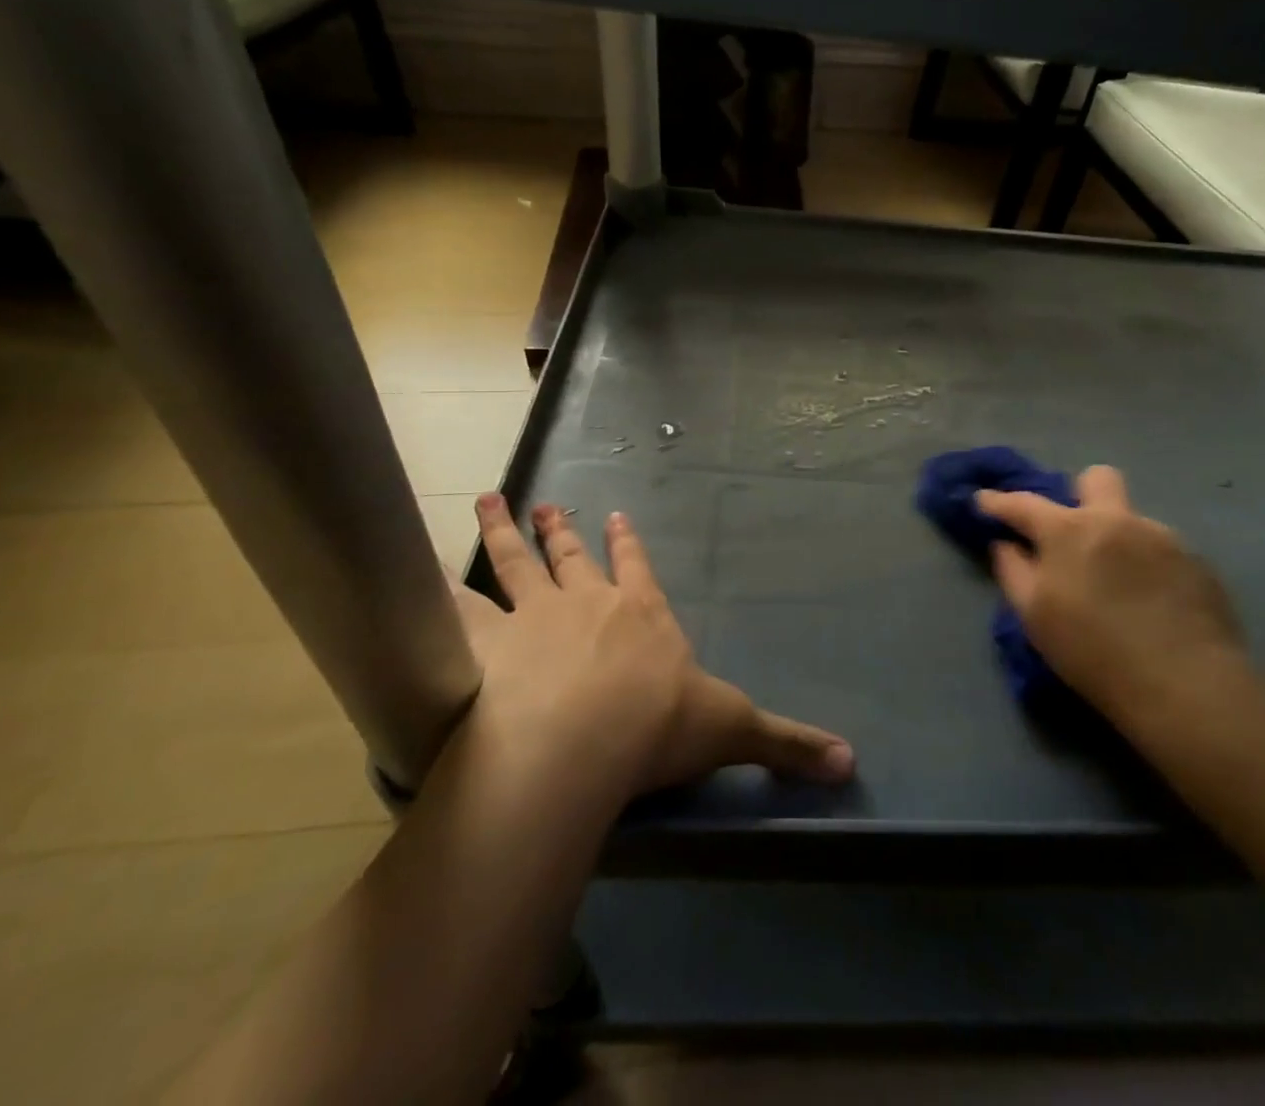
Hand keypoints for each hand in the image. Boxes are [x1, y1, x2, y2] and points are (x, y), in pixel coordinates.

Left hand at [460, 494, 854, 796]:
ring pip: (514, 566)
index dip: (627, 544)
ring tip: (487, 501)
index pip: (637, 569)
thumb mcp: (733, 731)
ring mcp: (532, 620)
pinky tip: (412, 576)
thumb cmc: (658, 727)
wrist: (580, 744)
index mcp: (641, 616)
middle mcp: (586, 605)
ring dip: (502, 535)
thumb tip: (852, 762)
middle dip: (561, 530)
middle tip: (544, 503)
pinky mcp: (483, 647)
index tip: (614, 515)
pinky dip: (435, 594)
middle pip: (570, 557)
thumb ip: (787, 744)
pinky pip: (455, 613)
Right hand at [976, 465, 1245, 728]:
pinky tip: (1151, 603)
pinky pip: (1161, 551)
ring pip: (1131, 521)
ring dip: (1116, 540)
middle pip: (1097, 479)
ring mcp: (1163, 537)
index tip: (983, 501)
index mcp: (1070, 530)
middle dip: (1079, 493)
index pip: (1023, 503)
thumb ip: (1013, 571)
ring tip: (1118, 585)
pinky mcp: (1197, 563)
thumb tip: (1004, 544)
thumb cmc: (1094, 653)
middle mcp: (1117, 520)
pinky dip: (1147, 566)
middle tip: (1073, 532)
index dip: (998, 501)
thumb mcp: (1035, 617)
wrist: (1185, 687)